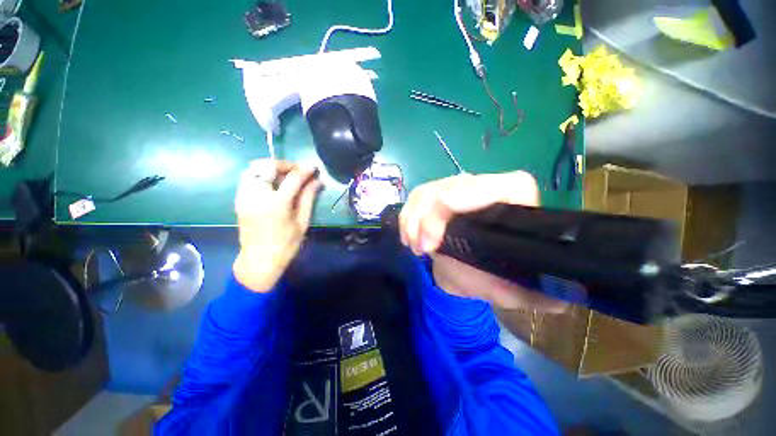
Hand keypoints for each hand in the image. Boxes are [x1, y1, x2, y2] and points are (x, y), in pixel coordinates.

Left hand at [233, 159, 321, 291]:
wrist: (259, 261)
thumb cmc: (286, 245)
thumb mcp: (302, 222)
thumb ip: (308, 198)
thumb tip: (317, 181)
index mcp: (276, 204)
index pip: (293, 178)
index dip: (305, 169)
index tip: (313, 167)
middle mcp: (257, 196)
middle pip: (267, 166)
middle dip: (285, 164)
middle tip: (298, 171)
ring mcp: (244, 196)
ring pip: (254, 168)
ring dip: (271, 167)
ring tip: (285, 175)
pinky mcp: (239, 199)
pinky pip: (248, 177)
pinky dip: (261, 174)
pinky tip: (273, 184)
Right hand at [399, 171, 565, 311]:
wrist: (461, 267)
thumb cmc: (487, 276)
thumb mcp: (510, 290)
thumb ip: (531, 296)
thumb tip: (558, 300)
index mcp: (516, 206)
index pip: (508, 185)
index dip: (476, 193)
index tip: (447, 212)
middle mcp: (487, 189)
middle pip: (457, 185)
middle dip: (433, 215)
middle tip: (424, 247)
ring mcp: (458, 188)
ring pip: (431, 189)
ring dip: (416, 217)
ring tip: (414, 246)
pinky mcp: (435, 193)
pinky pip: (416, 196)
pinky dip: (408, 216)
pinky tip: (407, 236)